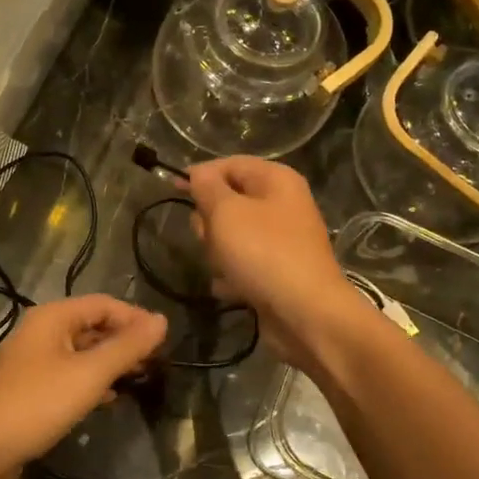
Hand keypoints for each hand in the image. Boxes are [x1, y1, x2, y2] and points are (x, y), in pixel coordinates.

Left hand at [0, 294, 166, 478]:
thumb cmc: (38, 404)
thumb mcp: (90, 374)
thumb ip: (127, 347)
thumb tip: (162, 320)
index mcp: (52, 317)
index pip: (103, 304)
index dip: (135, 318)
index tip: (163, 341)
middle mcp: (39, 331)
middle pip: (91, 325)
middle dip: (123, 340)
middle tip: (155, 362)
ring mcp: (31, 361)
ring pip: (80, 351)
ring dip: (109, 362)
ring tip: (138, 378)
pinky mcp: (28, 388)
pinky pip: (67, 374)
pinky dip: (90, 380)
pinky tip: (108, 398)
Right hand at [186, 157, 365, 367]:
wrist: (305, 314)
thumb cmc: (263, 253)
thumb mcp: (226, 212)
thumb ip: (207, 187)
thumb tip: (198, 173)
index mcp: (277, 180)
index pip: (230, 164)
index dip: (200, 174)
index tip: (173, 190)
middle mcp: (282, 205)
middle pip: (229, 201)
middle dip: (210, 221)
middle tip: (208, 237)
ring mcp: (281, 240)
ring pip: (231, 236)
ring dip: (218, 252)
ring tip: (224, 268)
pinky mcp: (277, 272)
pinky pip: (242, 264)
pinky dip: (232, 276)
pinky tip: (231, 289)